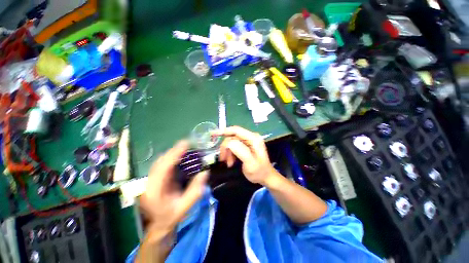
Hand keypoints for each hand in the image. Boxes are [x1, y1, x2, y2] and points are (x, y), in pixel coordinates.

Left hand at [139, 140, 207, 238]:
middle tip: (188, 144)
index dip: (174, 154)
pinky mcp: (154, 178)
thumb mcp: (184, 208)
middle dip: (174, 151)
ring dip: (172, 153)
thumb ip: (195, 191)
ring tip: (185, 148)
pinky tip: (179, 156)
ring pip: (160, 161)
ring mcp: (150, 180)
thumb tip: (205, 172)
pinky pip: (162, 164)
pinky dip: (171, 157)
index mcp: (154, 191)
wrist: (158, 225)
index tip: (185, 144)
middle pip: (160, 161)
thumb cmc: (171, 217)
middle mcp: (149, 183)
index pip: (163, 168)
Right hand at [213, 126, 278, 185]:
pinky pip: (234, 147)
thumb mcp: (250, 162)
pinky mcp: (246, 146)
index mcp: (253, 138)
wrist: (265, 177)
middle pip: (232, 137)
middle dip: (226, 148)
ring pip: (232, 143)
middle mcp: (250, 137)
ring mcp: (248, 141)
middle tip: (222, 159)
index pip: (236, 130)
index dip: (223, 131)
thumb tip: (229, 143)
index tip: (212, 134)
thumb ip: (240, 151)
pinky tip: (231, 162)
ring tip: (228, 163)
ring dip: (227, 152)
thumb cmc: (259, 171)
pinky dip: (230, 154)